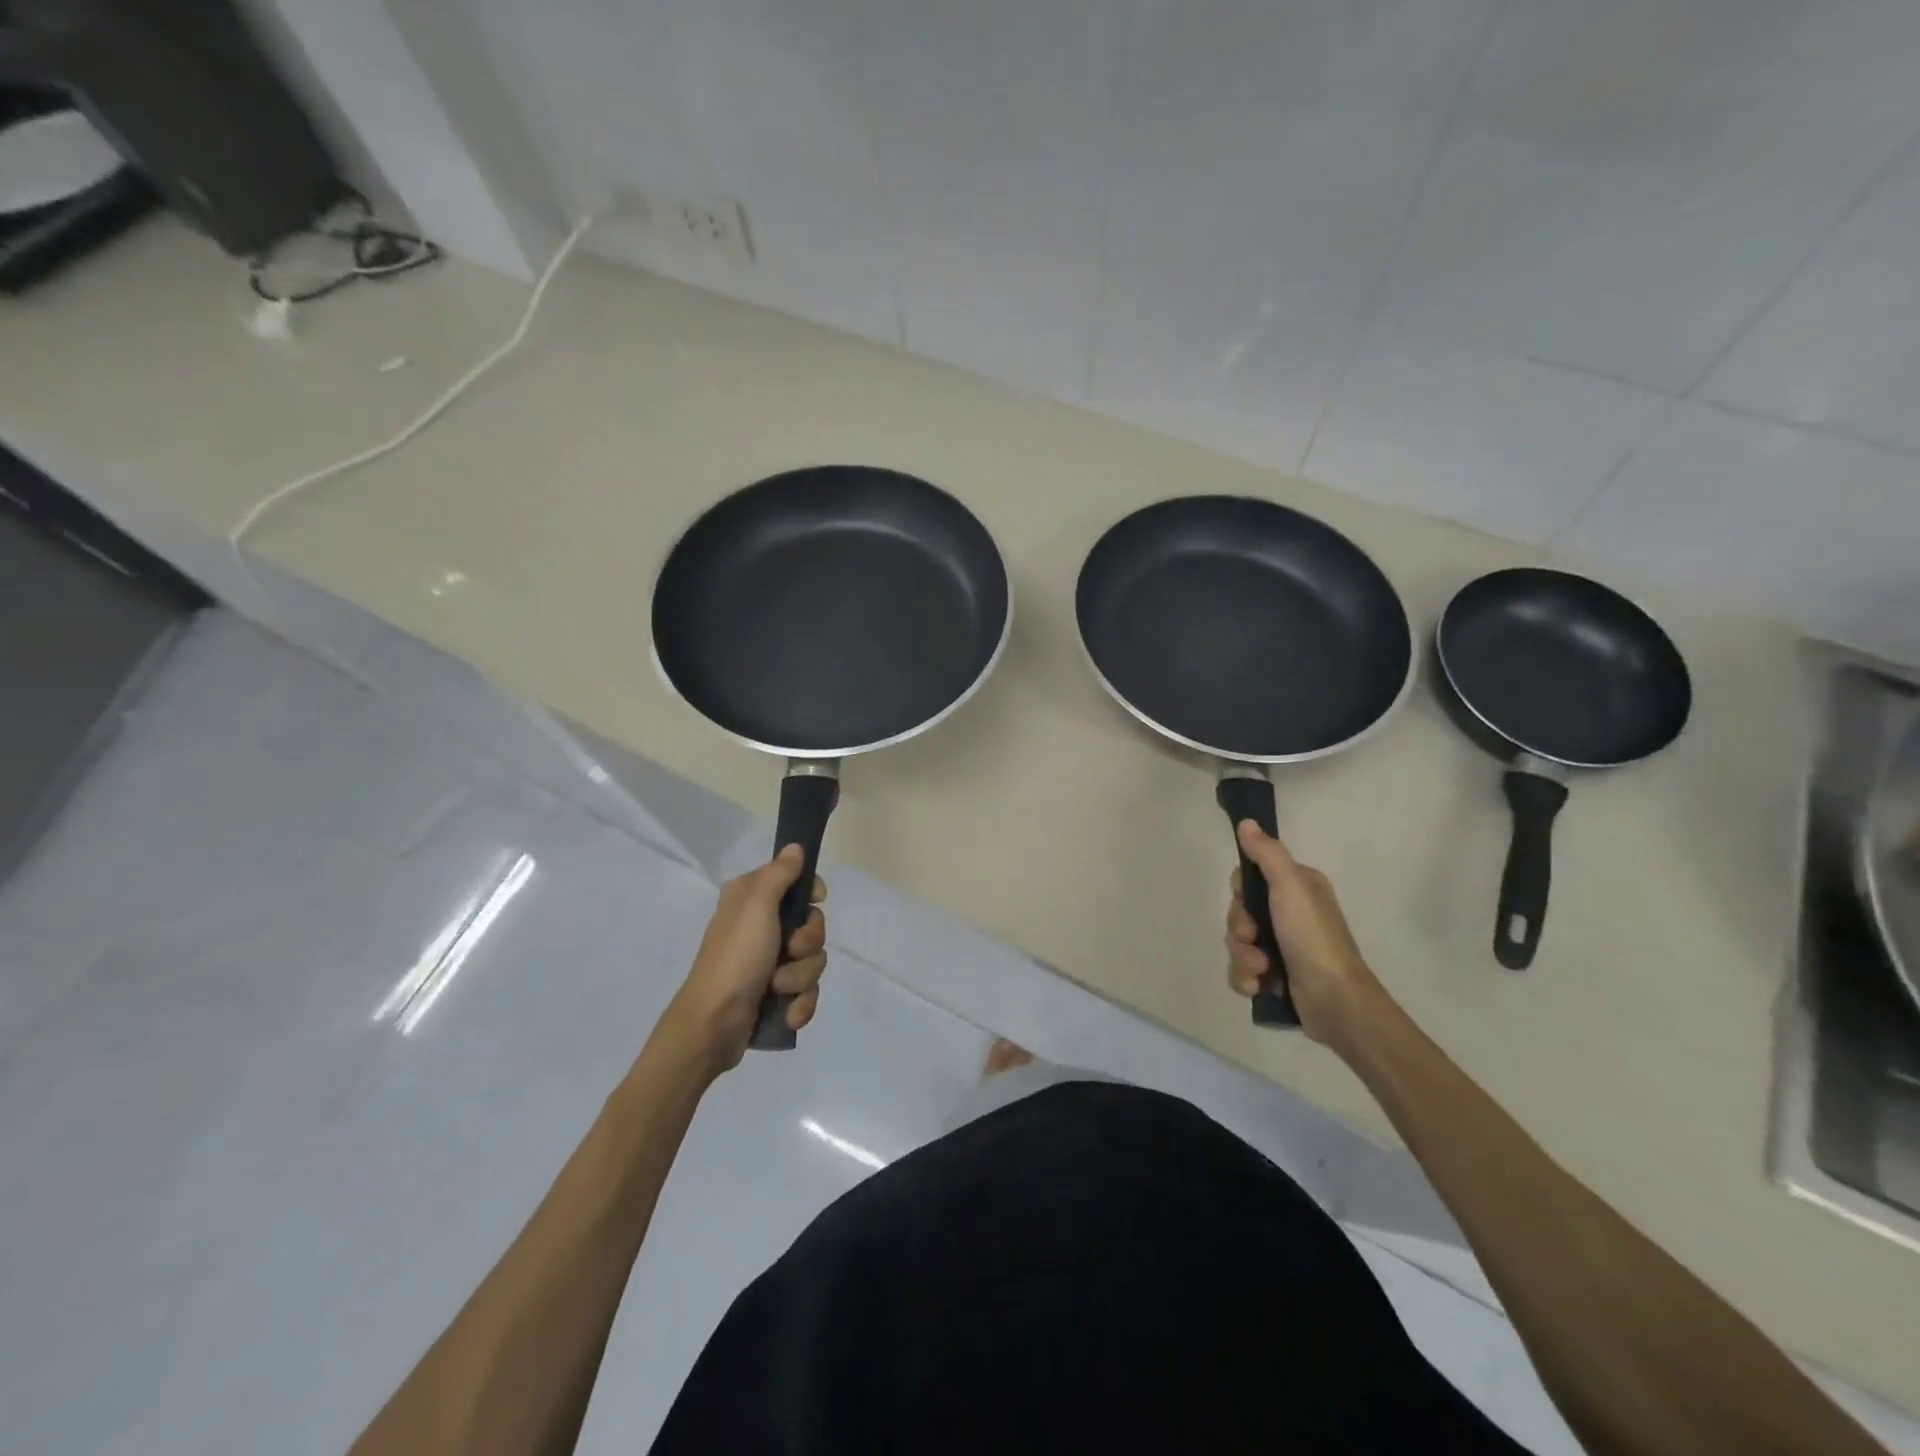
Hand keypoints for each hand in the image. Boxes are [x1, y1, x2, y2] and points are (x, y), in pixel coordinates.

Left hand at [662, 846, 827, 1074]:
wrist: (713, 1024)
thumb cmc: (736, 957)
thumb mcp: (756, 906)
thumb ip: (779, 874)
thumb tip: (795, 847)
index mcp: (752, 901)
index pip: (796, 883)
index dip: (811, 893)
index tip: (815, 901)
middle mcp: (761, 927)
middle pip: (812, 925)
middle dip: (807, 944)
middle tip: (788, 952)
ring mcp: (769, 964)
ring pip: (813, 961)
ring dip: (801, 977)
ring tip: (778, 989)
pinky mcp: (776, 995)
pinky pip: (807, 992)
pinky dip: (800, 1004)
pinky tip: (787, 1013)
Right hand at [1225, 821, 1386, 1055]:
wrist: (1337, 1002)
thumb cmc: (1314, 938)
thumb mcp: (1291, 887)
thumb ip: (1267, 854)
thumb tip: (1247, 822)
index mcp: (1297, 889)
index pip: (1249, 879)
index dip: (1240, 894)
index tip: (1247, 903)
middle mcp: (1290, 914)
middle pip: (1239, 912)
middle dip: (1239, 930)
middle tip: (1254, 939)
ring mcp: (1282, 947)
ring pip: (1238, 943)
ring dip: (1242, 957)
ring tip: (1262, 970)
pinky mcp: (1276, 976)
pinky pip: (1242, 970)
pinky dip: (1245, 978)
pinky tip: (1258, 986)